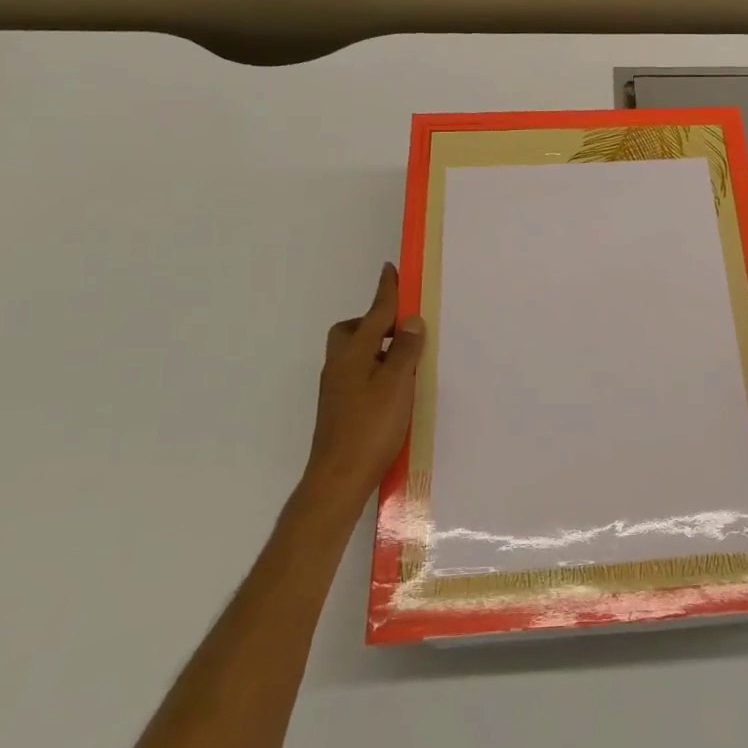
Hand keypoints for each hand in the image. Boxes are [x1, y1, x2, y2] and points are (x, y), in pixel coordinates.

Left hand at [299, 264, 424, 523]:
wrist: (338, 478)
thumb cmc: (370, 427)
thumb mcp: (396, 384)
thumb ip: (404, 350)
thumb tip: (410, 320)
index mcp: (354, 353)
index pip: (374, 313)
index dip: (386, 292)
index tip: (390, 269)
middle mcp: (340, 365)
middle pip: (353, 330)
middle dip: (374, 322)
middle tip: (402, 327)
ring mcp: (337, 388)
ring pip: (355, 353)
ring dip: (376, 347)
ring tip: (406, 359)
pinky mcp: (340, 407)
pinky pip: (358, 373)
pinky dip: (375, 369)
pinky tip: (393, 388)